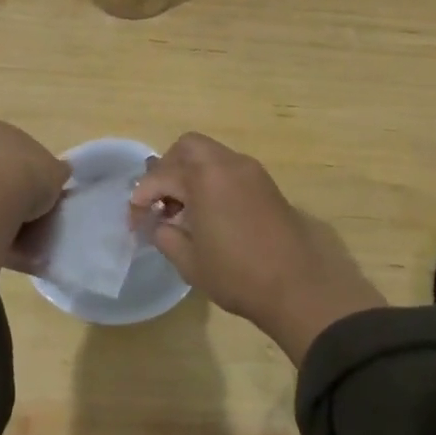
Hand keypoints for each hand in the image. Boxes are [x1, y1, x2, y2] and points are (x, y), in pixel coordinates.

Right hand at [130, 133, 386, 363]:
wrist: (300, 287)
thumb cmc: (238, 274)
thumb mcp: (189, 260)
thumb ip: (165, 235)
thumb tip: (157, 222)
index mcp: (205, 176)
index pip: (161, 175)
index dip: (141, 196)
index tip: (135, 219)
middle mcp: (229, 163)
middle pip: (188, 147)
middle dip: (167, 169)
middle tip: (160, 201)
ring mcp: (252, 172)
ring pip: (211, 156)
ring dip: (191, 174)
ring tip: (183, 211)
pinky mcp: (267, 185)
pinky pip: (229, 170)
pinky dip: (212, 181)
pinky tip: (208, 213)